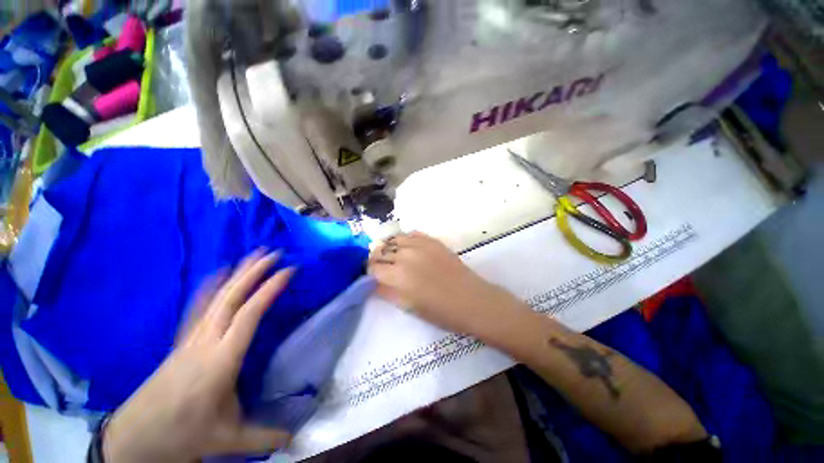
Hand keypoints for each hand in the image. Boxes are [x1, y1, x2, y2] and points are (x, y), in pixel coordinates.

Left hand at [103, 250, 293, 462]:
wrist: (136, 437)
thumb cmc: (183, 434)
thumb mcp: (227, 438)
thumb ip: (265, 436)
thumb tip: (298, 437)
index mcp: (222, 360)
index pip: (250, 314)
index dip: (269, 289)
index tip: (288, 271)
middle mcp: (206, 341)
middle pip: (231, 297)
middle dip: (253, 271)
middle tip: (273, 253)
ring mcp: (191, 338)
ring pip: (215, 297)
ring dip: (236, 273)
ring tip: (252, 255)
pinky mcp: (182, 341)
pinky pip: (199, 305)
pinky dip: (211, 285)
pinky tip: (219, 275)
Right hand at [368, 232, 522, 338]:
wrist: (471, 299)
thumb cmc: (440, 311)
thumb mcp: (408, 306)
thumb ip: (387, 292)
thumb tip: (372, 282)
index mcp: (398, 276)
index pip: (372, 268)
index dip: (369, 272)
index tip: (371, 276)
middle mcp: (406, 255)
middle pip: (380, 250)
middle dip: (376, 259)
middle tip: (381, 268)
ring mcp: (420, 244)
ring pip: (393, 239)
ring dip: (389, 248)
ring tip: (392, 257)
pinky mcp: (432, 240)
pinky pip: (411, 234)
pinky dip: (404, 240)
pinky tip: (407, 248)